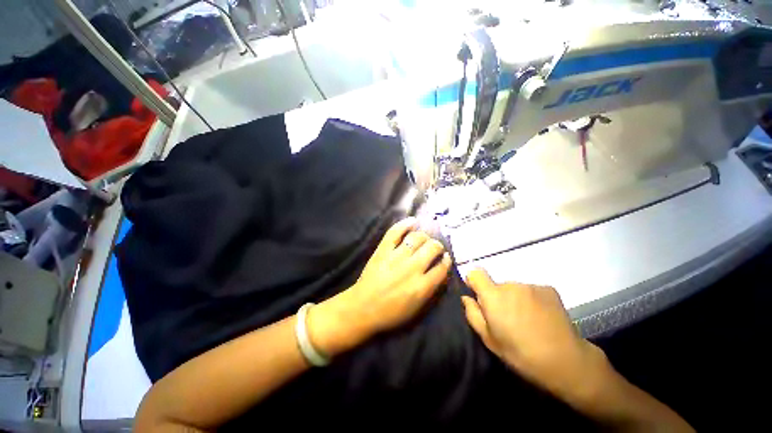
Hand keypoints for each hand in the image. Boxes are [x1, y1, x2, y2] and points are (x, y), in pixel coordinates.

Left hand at [309, 217, 451, 356]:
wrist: (362, 308)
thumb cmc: (391, 312)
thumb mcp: (417, 309)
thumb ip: (431, 289)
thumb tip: (440, 269)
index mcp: (422, 286)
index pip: (442, 267)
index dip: (446, 260)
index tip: (446, 257)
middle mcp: (412, 268)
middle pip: (432, 248)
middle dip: (437, 246)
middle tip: (435, 247)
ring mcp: (396, 257)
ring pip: (416, 238)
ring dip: (424, 236)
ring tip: (424, 239)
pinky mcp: (383, 250)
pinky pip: (395, 232)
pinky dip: (405, 224)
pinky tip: (413, 221)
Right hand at [461, 269, 610, 404]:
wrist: (566, 361)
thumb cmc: (521, 353)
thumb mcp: (489, 340)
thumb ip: (473, 314)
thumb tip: (466, 298)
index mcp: (493, 296)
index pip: (475, 273)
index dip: (474, 282)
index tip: (479, 297)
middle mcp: (510, 285)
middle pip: (496, 284)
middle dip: (497, 297)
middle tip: (507, 319)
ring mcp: (531, 285)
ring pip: (514, 288)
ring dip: (515, 299)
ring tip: (526, 320)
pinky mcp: (548, 289)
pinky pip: (530, 290)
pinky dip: (531, 300)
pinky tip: (540, 317)